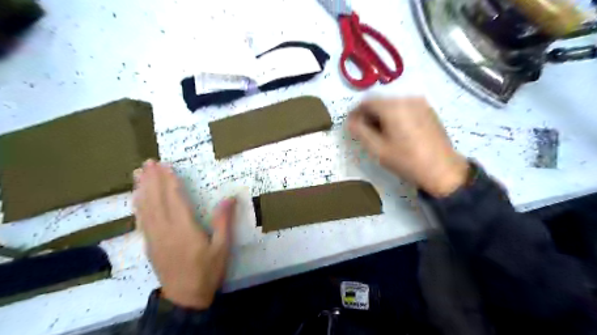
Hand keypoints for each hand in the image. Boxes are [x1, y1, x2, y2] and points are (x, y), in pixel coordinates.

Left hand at [134, 161, 236, 310]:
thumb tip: (229, 198)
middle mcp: (165, 230)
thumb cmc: (207, 270)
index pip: (175, 199)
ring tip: (138, 173)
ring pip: (145, 209)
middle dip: (152, 179)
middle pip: (156, 200)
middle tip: (148, 162)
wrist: (186, 297)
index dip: (170, 181)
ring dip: (142, 189)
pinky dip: (138, 206)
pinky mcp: (149, 245)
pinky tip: (137, 198)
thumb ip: (223, 221)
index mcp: (185, 229)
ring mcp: (154, 237)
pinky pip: (141, 221)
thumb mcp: (222, 247)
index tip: (165, 166)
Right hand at [348, 97, 467, 196]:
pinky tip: (395, 130)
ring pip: (392, 103)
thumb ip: (360, 131)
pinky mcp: (428, 109)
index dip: (355, 112)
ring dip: (381, 114)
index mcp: (393, 107)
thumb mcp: (378, 149)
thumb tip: (350, 121)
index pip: (367, 101)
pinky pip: (405, 107)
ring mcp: (420, 102)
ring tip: (379, 132)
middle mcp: (406, 98)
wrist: (442, 169)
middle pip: (380, 100)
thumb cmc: (406, 160)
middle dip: (368, 113)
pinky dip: (395, 114)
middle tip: (364, 130)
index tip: (351, 124)